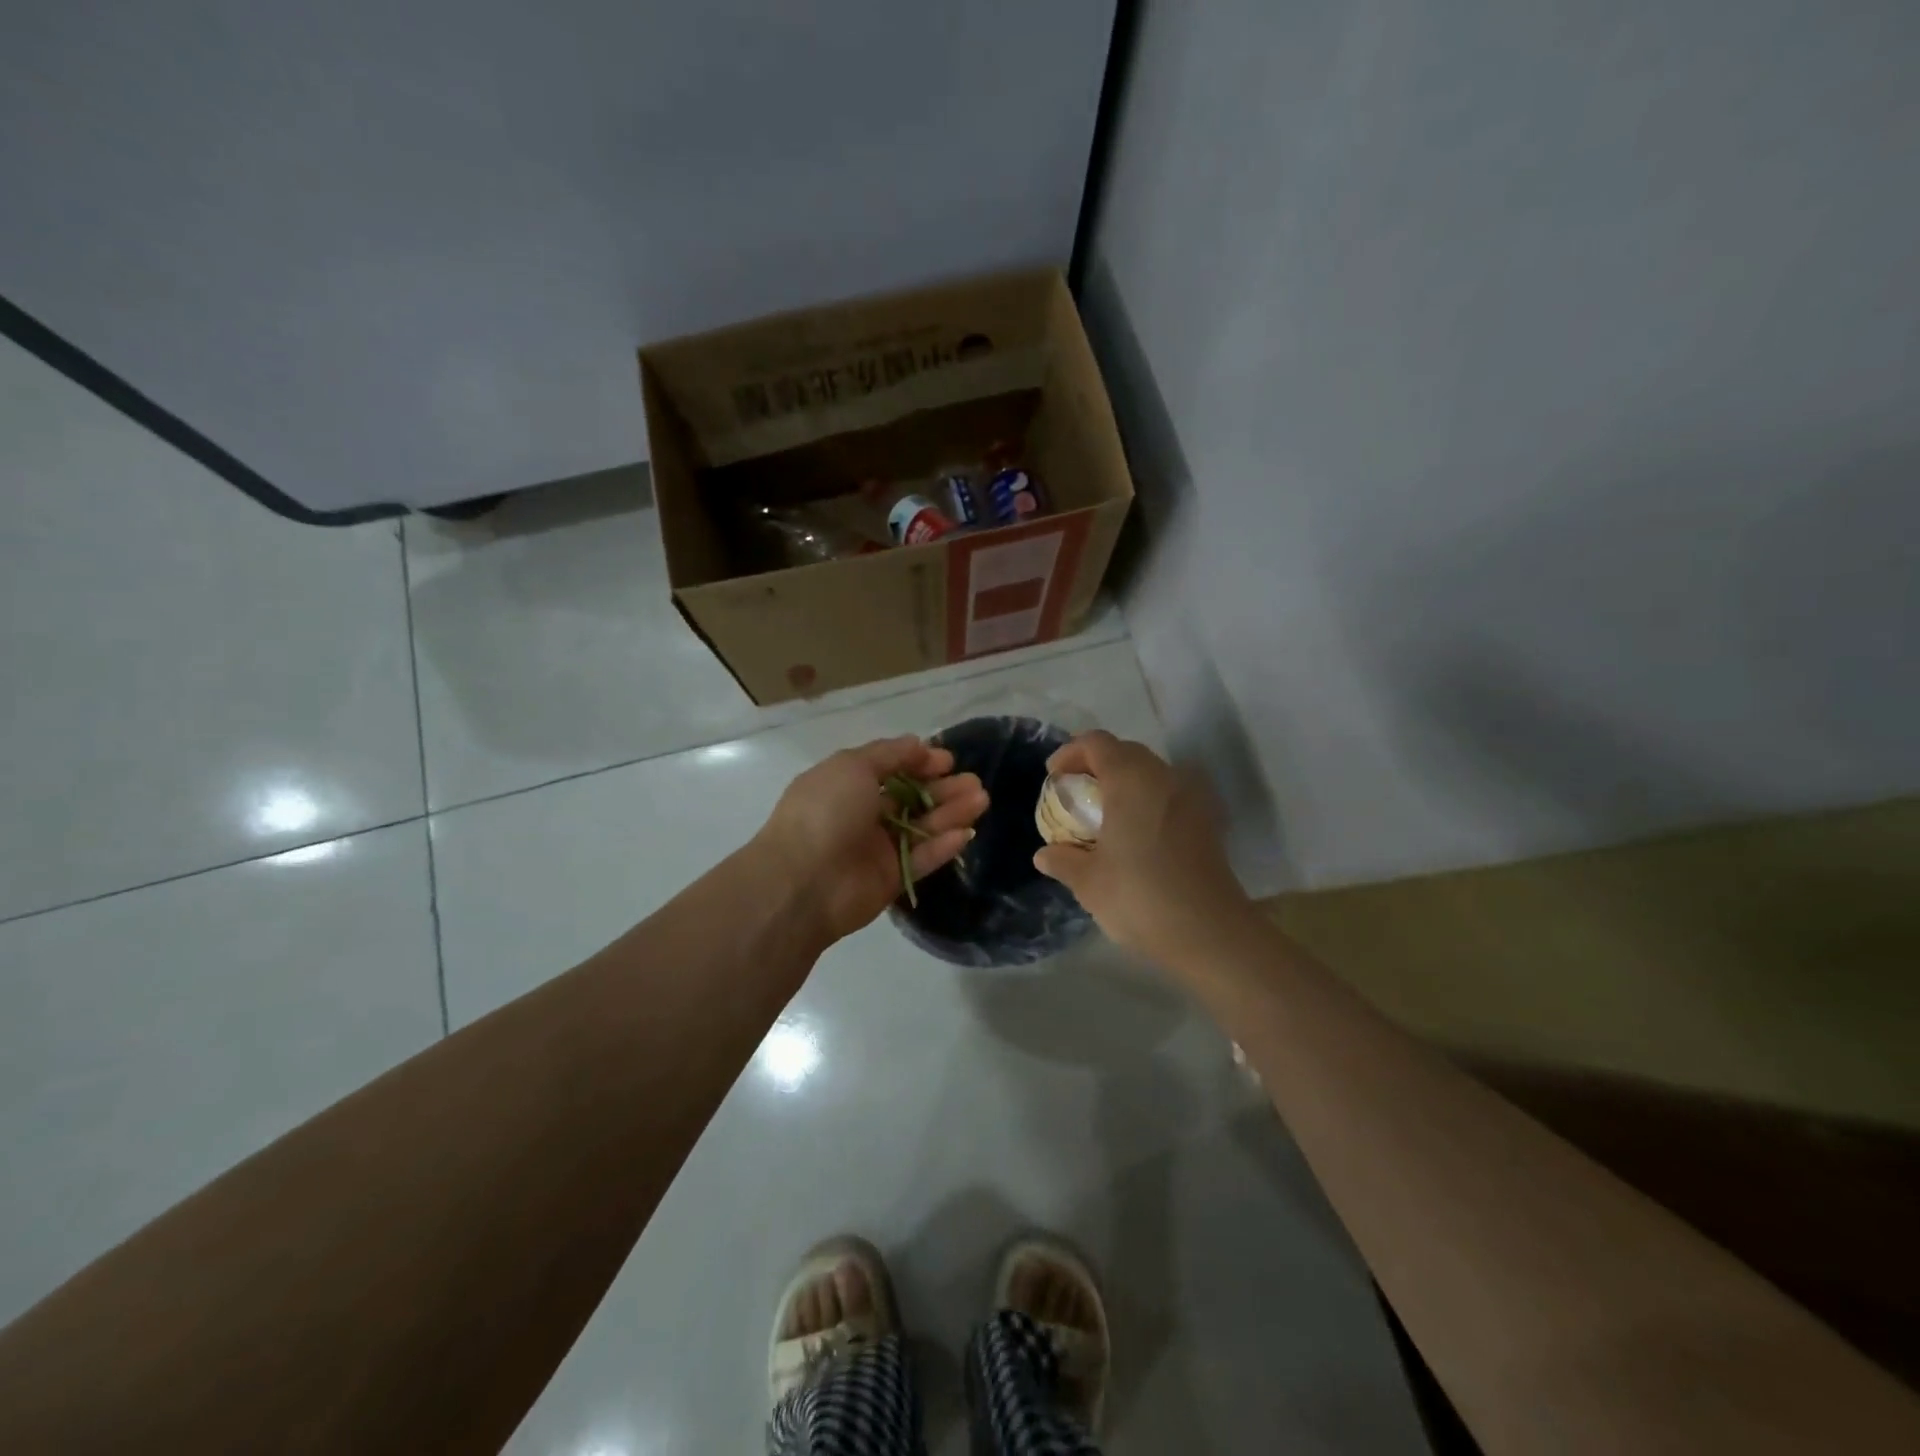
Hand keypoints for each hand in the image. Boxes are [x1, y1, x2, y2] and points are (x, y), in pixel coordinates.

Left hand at [755, 736, 988, 944]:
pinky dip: (943, 846)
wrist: (802, 883)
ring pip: (921, 827)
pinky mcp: (889, 879)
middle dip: (943, 788)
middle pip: (911, 799)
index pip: (889, 769)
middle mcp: (861, 814)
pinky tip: (967, 833)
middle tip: (975, 782)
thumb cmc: (825, 812)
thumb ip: (889, 754)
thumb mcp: (852, 767)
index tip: (947, 760)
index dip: (919, 762)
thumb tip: (918, 743)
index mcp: (845, 784)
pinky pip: (921, 859)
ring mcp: (876, 849)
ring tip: (982, 800)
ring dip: (951, 813)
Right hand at [1032, 731, 1250, 962]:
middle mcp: (1164, 777)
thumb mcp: (1088, 882)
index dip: (1070, 753)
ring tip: (1103, 816)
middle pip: (1125, 752)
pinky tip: (1135, 835)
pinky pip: (1169, 794)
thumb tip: (1044, 854)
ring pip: (1151, 772)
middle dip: (1096, 766)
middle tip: (1075, 794)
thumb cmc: (1140, 897)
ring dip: (1123, 783)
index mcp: (1131, 780)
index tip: (1053, 777)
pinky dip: (1147, 801)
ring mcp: (1192, 797)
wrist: (1210, 933)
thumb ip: (1063, 860)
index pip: (1096, 743)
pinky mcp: (1207, 821)